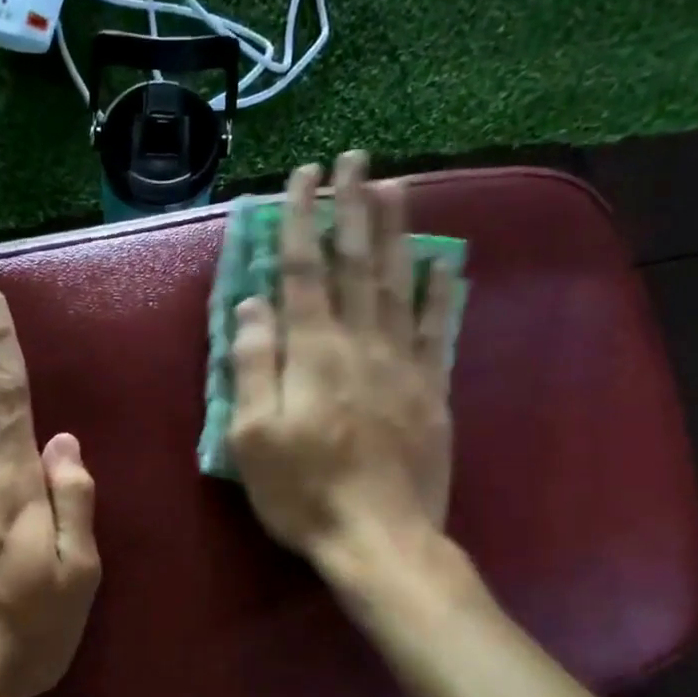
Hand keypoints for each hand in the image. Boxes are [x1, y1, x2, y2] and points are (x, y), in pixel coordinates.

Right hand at [229, 151, 460, 561]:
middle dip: (352, 206)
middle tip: (354, 158)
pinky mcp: (432, 389)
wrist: (380, 538)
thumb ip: (253, 366)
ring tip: (393, 185)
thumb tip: (252, 303)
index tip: (301, 177)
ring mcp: (403, 363)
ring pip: (399, 282)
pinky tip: (445, 261)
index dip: (299, 220)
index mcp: (313, 353)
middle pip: (356, 262)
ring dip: (395, 230)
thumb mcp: (253, 438)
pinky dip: (442, 292)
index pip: (302, 270)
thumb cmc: (304, 492)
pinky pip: (439, 329)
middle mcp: (360, 343)